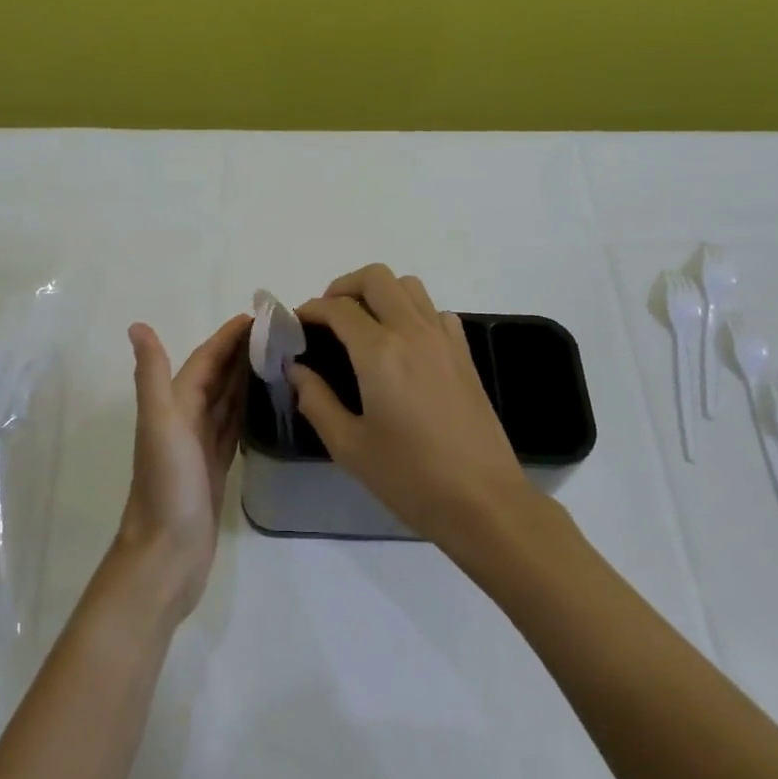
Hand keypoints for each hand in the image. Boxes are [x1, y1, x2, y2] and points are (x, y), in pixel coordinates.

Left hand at [115, 314, 249, 622]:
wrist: (167, 554)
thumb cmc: (167, 486)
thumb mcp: (160, 424)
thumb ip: (152, 375)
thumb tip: (138, 325)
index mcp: (174, 406)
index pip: (205, 361)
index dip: (227, 338)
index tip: (258, 317)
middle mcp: (185, 420)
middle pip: (216, 376)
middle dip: (240, 352)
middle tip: (277, 333)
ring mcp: (200, 446)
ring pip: (226, 400)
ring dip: (245, 378)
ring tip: (276, 358)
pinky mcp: (215, 467)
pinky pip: (233, 427)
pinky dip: (245, 410)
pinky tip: (262, 402)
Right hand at [291, 264, 535, 550]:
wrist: (482, 501)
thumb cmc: (409, 477)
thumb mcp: (349, 446)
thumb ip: (316, 400)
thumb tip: (296, 369)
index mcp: (379, 351)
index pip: (337, 308)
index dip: (310, 310)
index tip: (295, 325)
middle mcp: (412, 331)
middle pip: (376, 277)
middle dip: (343, 287)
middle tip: (327, 318)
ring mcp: (444, 339)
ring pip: (408, 286)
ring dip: (379, 294)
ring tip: (361, 326)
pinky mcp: (464, 353)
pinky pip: (434, 311)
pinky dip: (411, 312)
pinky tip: (401, 345)